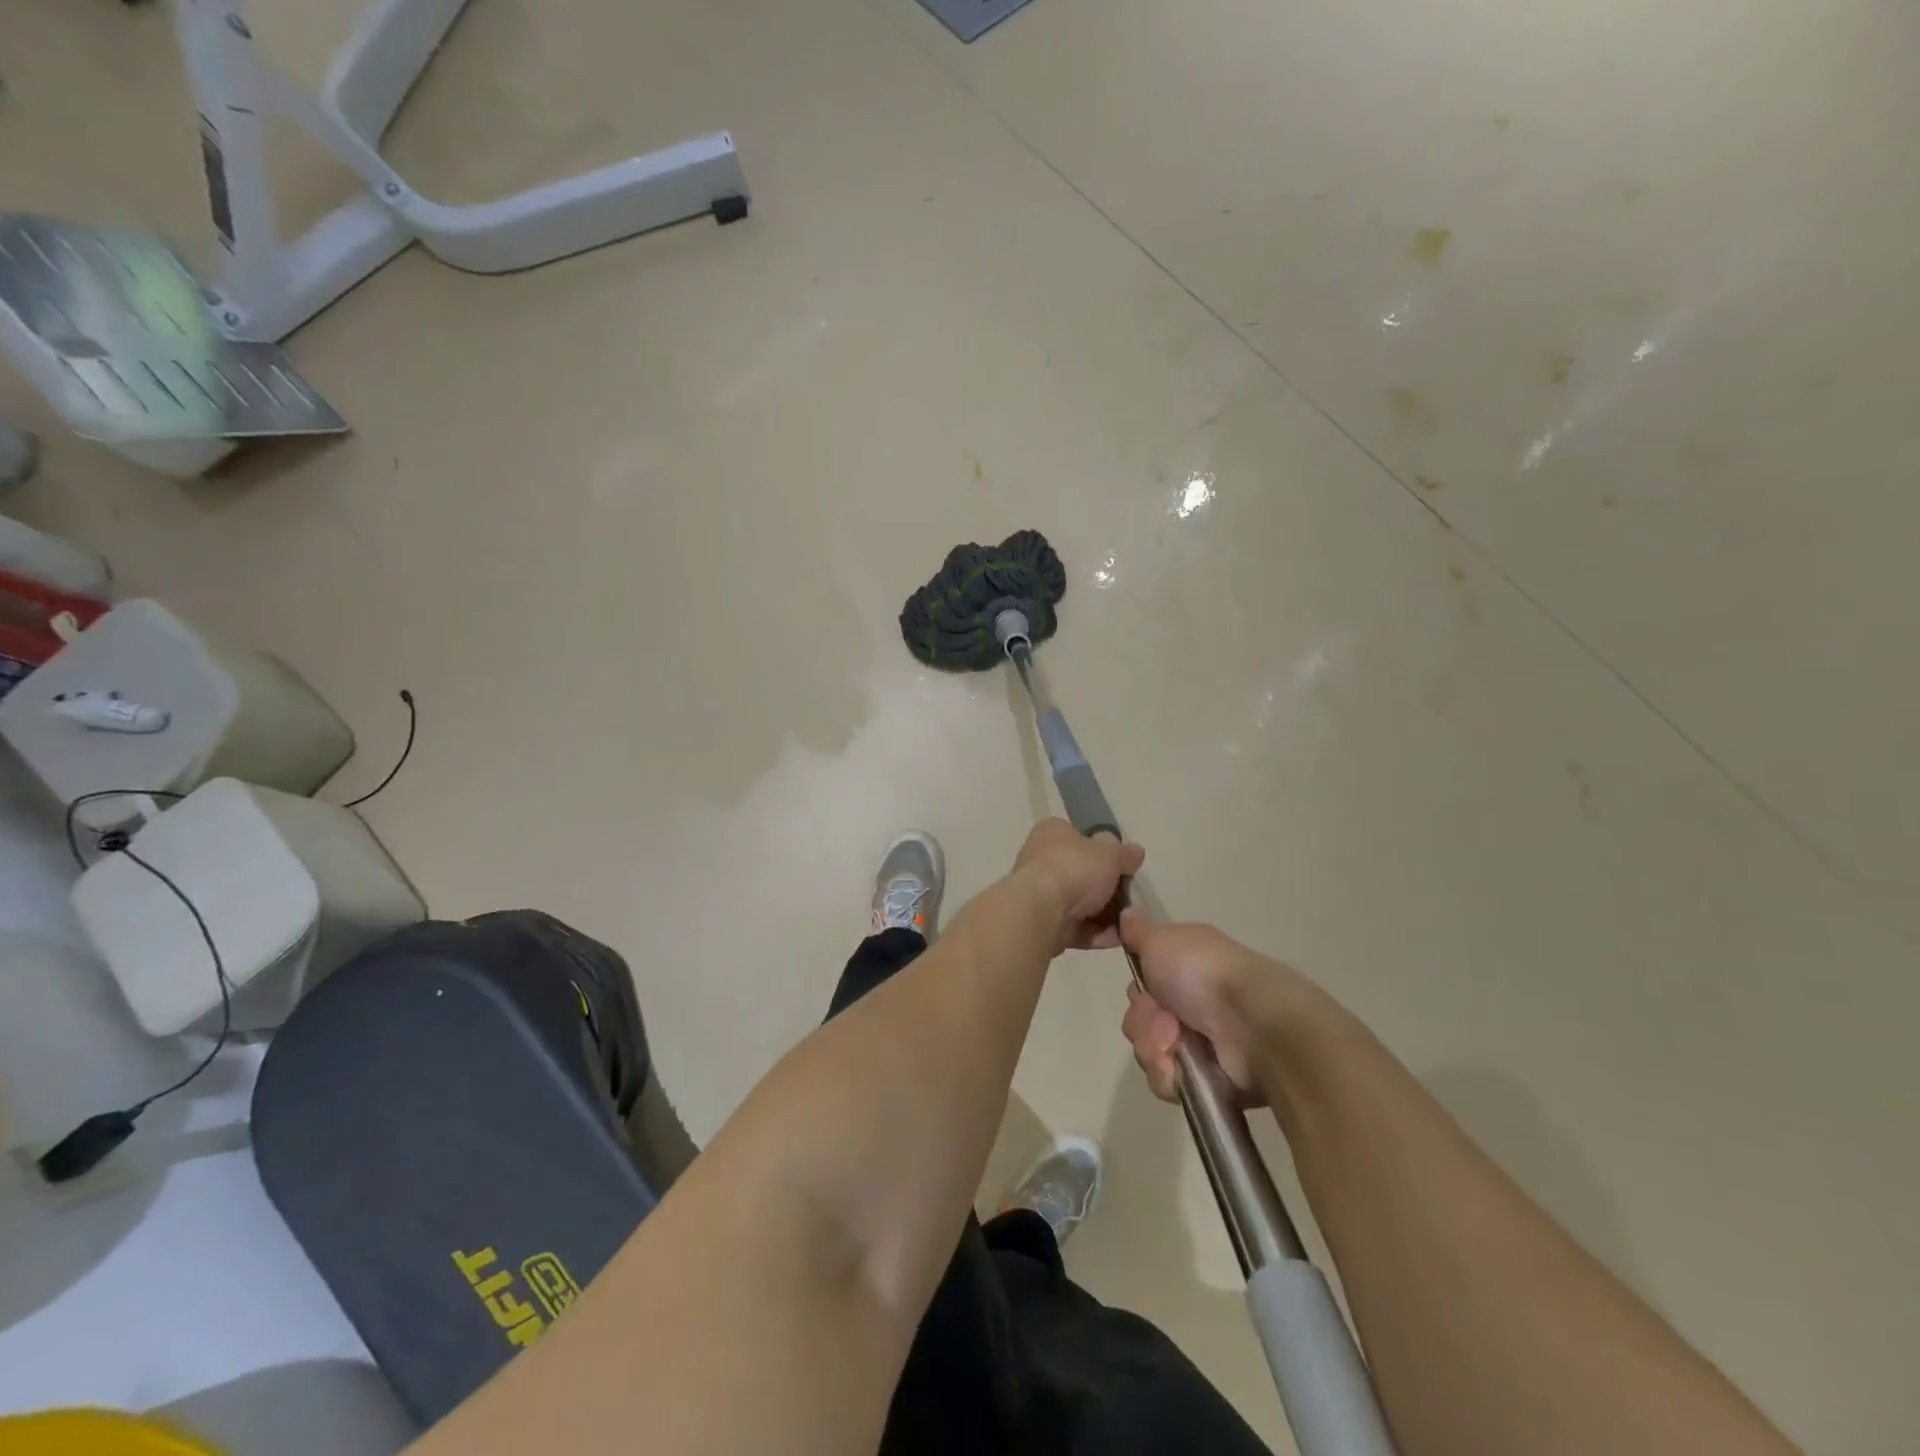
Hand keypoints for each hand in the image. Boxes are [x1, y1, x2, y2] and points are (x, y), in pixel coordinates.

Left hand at [1008, 818, 1145, 953]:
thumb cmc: (1074, 868)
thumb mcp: (1109, 852)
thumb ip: (1124, 853)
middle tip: (1131, 898)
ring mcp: (1041, 894)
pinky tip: (1119, 939)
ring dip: (1106, 915)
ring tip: (1130, 922)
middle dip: (1108, 889)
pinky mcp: (1044, 924)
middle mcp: (1042, 860)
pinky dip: (1097, 933)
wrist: (1041, 911)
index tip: (1125, 866)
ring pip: (1080, 903)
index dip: (1103, 851)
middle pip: (1082, 873)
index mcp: (1052, 833)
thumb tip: (1135, 852)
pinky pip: (1076, 928)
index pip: (1080, 837)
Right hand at [1119, 910, 1302, 1105]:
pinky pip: (1167, 1082)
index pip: (1143, 986)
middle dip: (1144, 1023)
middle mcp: (1193, 1004)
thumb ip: (1139, 932)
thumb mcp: (1162, 940)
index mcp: (1185, 969)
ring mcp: (1202, 1043)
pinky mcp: (1208, 1079)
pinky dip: (1170, 1076)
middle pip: (1141, 1021)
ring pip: (1150, 1052)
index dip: (1139, 991)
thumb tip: (1127, 910)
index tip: (1145, 989)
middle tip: (1164, 1020)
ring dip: (1155, 1049)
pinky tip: (1182, 1069)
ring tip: (1176, 1046)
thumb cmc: (1202, 973)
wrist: (1250, 1023)